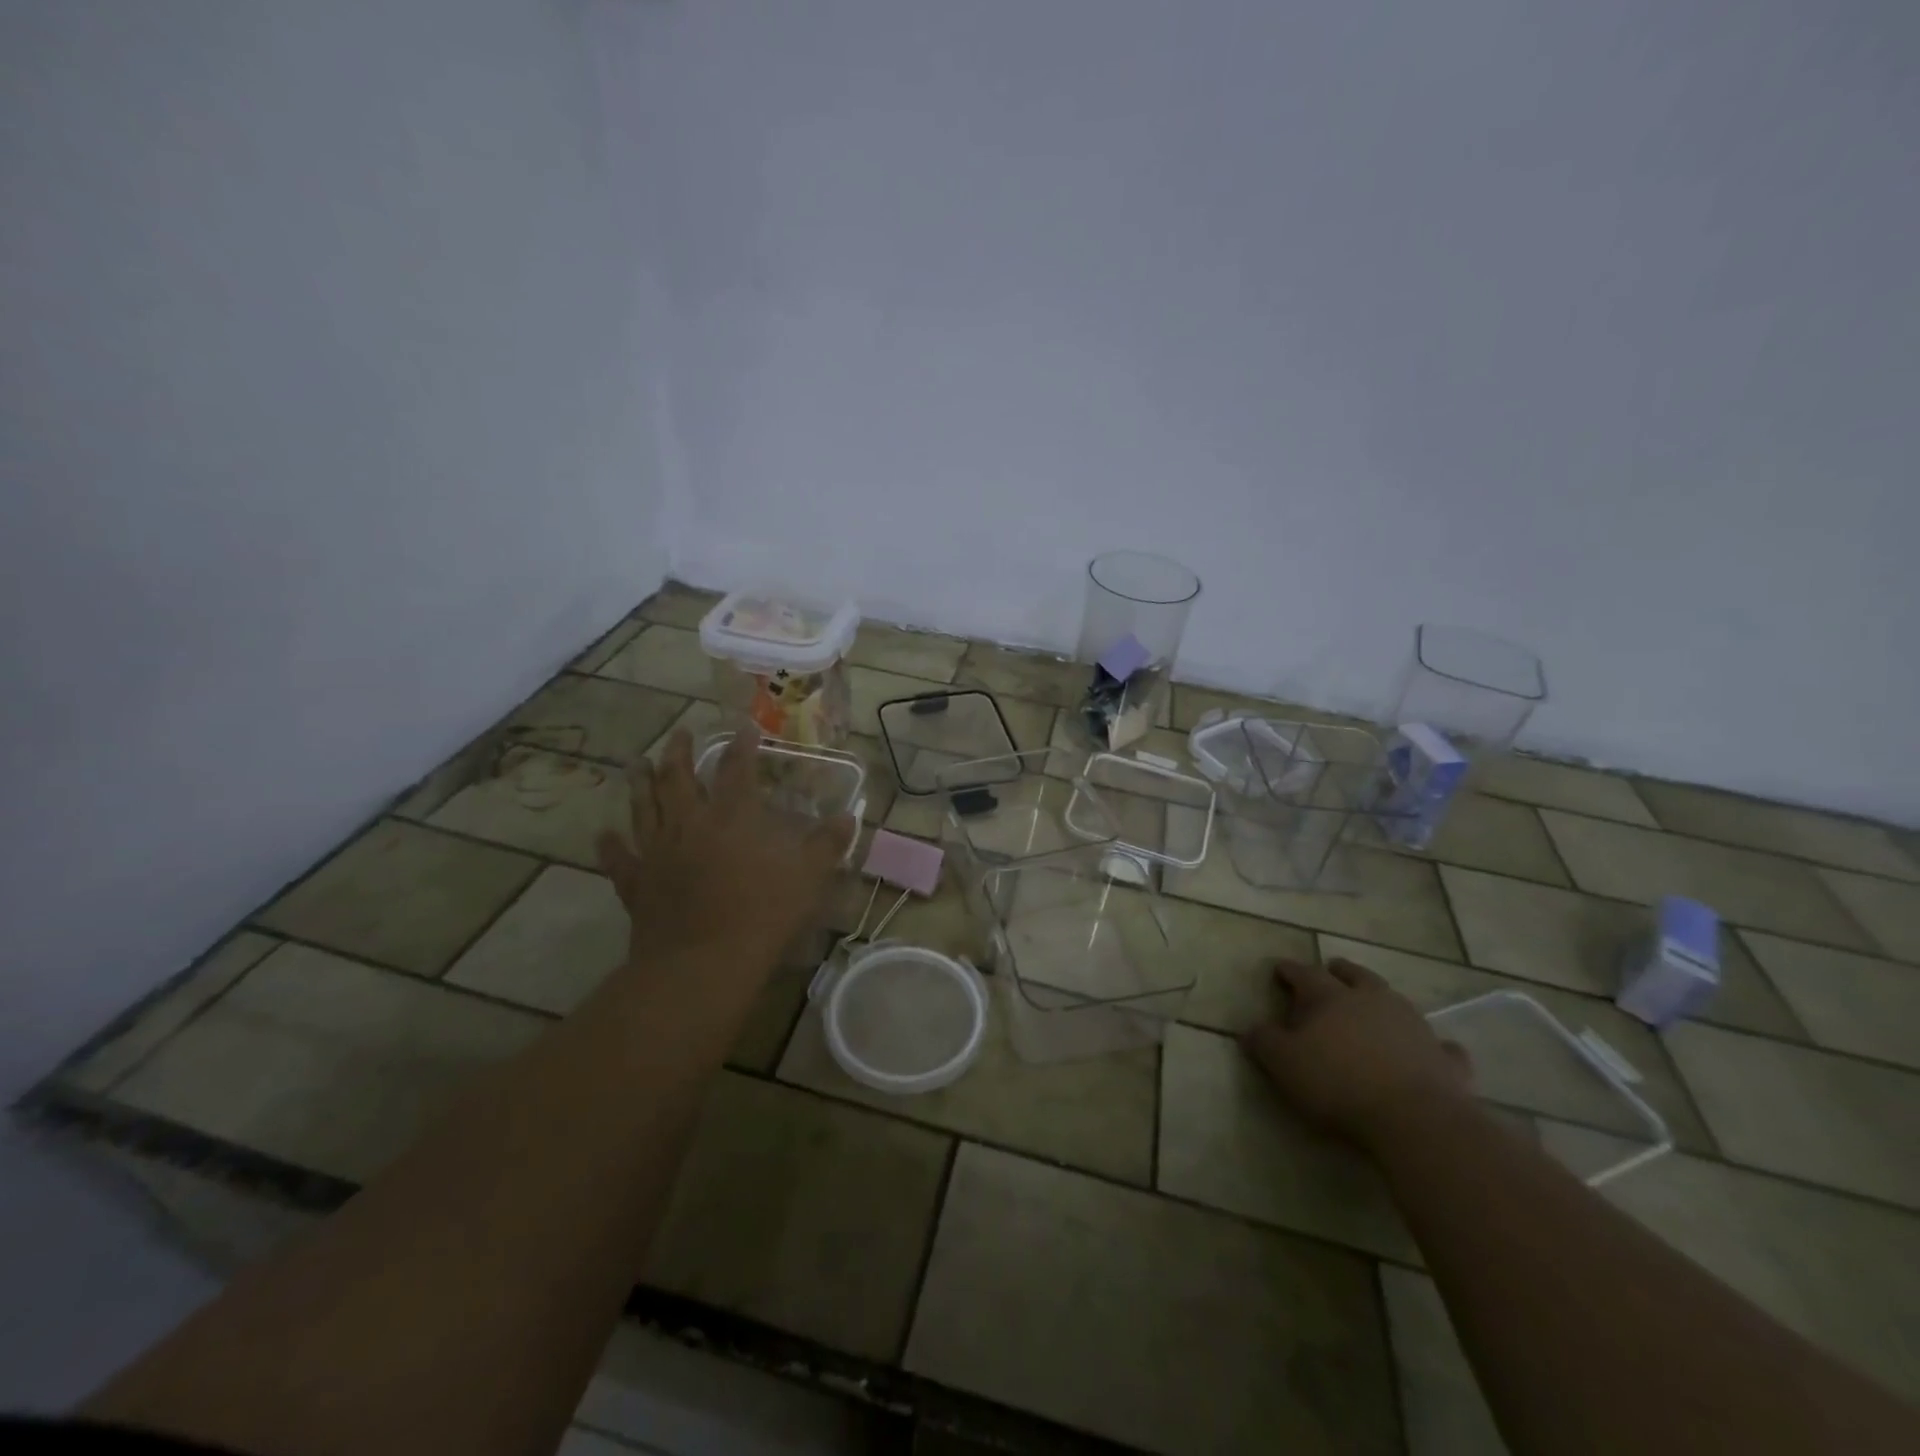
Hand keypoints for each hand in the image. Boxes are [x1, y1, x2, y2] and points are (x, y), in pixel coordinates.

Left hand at [596, 725, 856, 974]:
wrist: (701, 964)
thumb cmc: (761, 915)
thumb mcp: (808, 877)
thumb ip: (828, 844)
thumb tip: (848, 817)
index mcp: (731, 818)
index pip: (737, 769)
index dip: (742, 746)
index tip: (744, 727)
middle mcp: (689, 825)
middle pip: (679, 779)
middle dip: (679, 752)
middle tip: (679, 733)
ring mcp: (658, 853)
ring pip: (644, 808)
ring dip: (640, 783)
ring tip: (636, 762)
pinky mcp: (637, 884)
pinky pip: (620, 859)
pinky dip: (610, 845)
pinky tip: (603, 834)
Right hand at [1244, 958, 1473, 1149]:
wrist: (1416, 1119)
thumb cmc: (1338, 1084)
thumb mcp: (1284, 1064)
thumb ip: (1265, 1042)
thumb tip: (1252, 1028)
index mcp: (1330, 997)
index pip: (1304, 974)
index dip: (1289, 970)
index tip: (1279, 968)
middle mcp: (1372, 1000)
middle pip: (1355, 976)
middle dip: (1340, 971)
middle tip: (1332, 969)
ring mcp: (1414, 1026)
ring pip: (1395, 1000)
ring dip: (1382, 1000)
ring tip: (1374, 1004)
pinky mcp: (1445, 1059)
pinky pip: (1440, 1046)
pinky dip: (1433, 1045)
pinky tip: (1432, 1050)